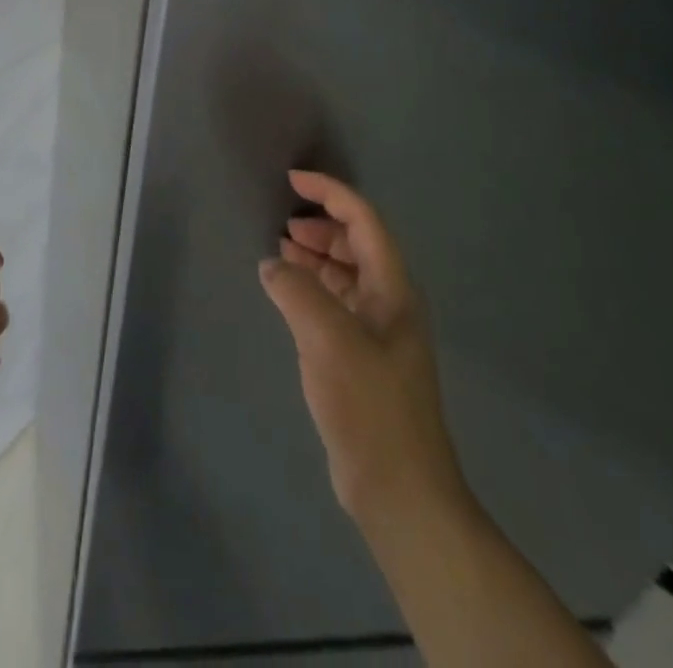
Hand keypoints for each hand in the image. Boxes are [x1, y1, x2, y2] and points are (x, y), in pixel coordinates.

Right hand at [259, 171, 465, 524]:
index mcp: (394, 289)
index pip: (364, 220)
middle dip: (322, 224)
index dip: (330, 192)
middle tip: (283, 225)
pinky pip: (336, 302)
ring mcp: (378, 332)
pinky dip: (312, 286)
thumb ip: (295, 290)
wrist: (399, 491)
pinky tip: (288, 293)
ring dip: (316, 255)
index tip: (292, 180)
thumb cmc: (370, 406)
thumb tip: (272, 264)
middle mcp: (391, 302)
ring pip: (346, 273)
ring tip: (280, 251)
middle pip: (357, 243)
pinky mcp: (362, 357)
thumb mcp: (328, 339)